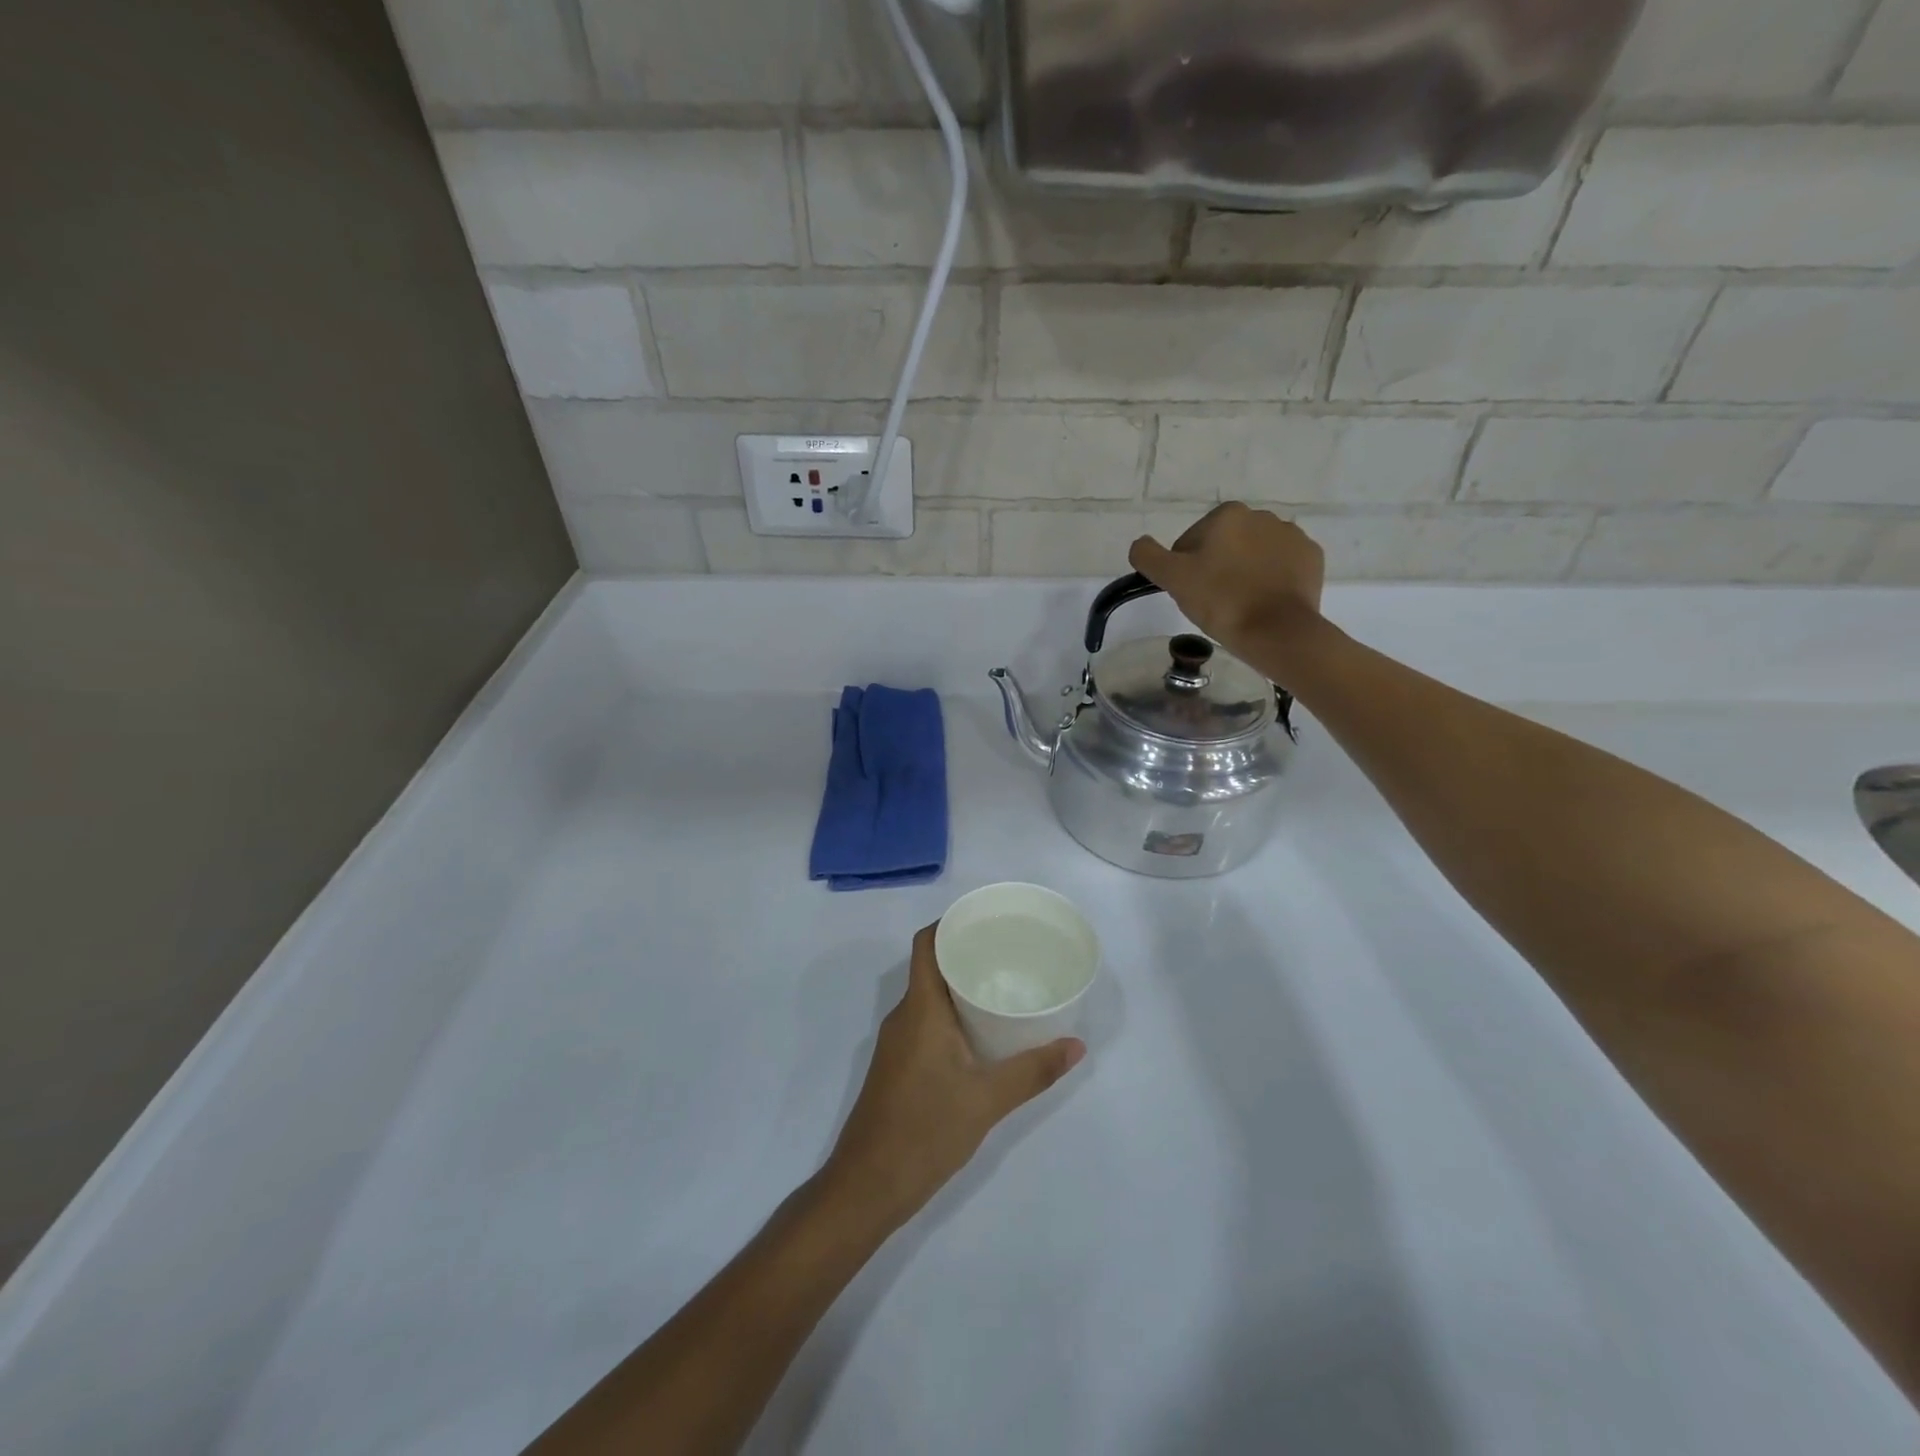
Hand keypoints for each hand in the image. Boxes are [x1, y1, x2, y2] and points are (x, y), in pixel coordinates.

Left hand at [821, 925, 1084, 1234]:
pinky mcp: (898, 1066)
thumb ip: (1033, 1071)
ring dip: (960, 986)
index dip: (950, 923)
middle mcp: (904, 1016)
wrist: (867, 1186)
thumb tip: (1077, 1045)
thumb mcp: (987, 1100)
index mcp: (920, 1009)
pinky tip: (981, 1032)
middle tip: (1010, 951)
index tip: (986, 918)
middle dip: (966, 954)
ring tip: (1003, 986)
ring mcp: (897, 1042)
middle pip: (931, 966)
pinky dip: (952, 1015)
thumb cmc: (924, 1130)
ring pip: (930, 997)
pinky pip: (926, 1022)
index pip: (926, 944)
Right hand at [1129, 502, 1325, 662]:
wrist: (1277, 631)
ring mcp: (1292, 536)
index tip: (1191, 592)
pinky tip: (1264, 602)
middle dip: (1217, 567)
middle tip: (1213, 602)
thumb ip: (1148, 556)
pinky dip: (1271, 580)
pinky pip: (1282, 566)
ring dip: (1244, 573)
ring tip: (1240, 605)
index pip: (1192, 541)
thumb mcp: (1173, 579)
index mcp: (1227, 515)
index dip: (1186, 568)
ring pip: (1254, 555)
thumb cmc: (1221, 601)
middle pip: (1225, 545)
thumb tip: (1140, 544)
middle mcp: (1262, 516)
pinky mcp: (1312, 559)